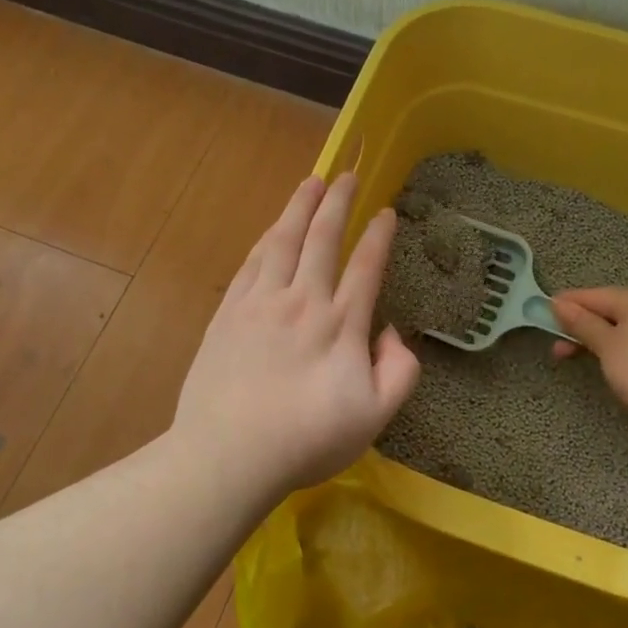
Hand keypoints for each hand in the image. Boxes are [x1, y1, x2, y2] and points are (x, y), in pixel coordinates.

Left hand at [173, 172, 420, 499]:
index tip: (386, 211)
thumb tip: (392, 332)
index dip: (378, 236)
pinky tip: (271, 229)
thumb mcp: (375, 417)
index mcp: (341, 324)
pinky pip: (251, 263)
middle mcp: (303, 301)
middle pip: (323, 238)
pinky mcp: (228, 313)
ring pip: (283, 241)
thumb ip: (399, 371)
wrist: (229, 454)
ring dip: (299, 207)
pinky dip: (266, 239)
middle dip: (338, 202)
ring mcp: (261, 303)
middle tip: (346, 173)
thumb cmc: (307, 440)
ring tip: (311, 182)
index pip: (365, 266)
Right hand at [551, 287, 627, 432]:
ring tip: (578, 359)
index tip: (540, 314)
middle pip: (608, 310)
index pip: (592, 295)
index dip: (565, 305)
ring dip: (598, 340)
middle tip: (557, 349)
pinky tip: (611, 366)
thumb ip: (582, 323)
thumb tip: (559, 303)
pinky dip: (619, 349)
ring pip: (623, 328)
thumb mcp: (607, 345)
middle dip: (580, 327)